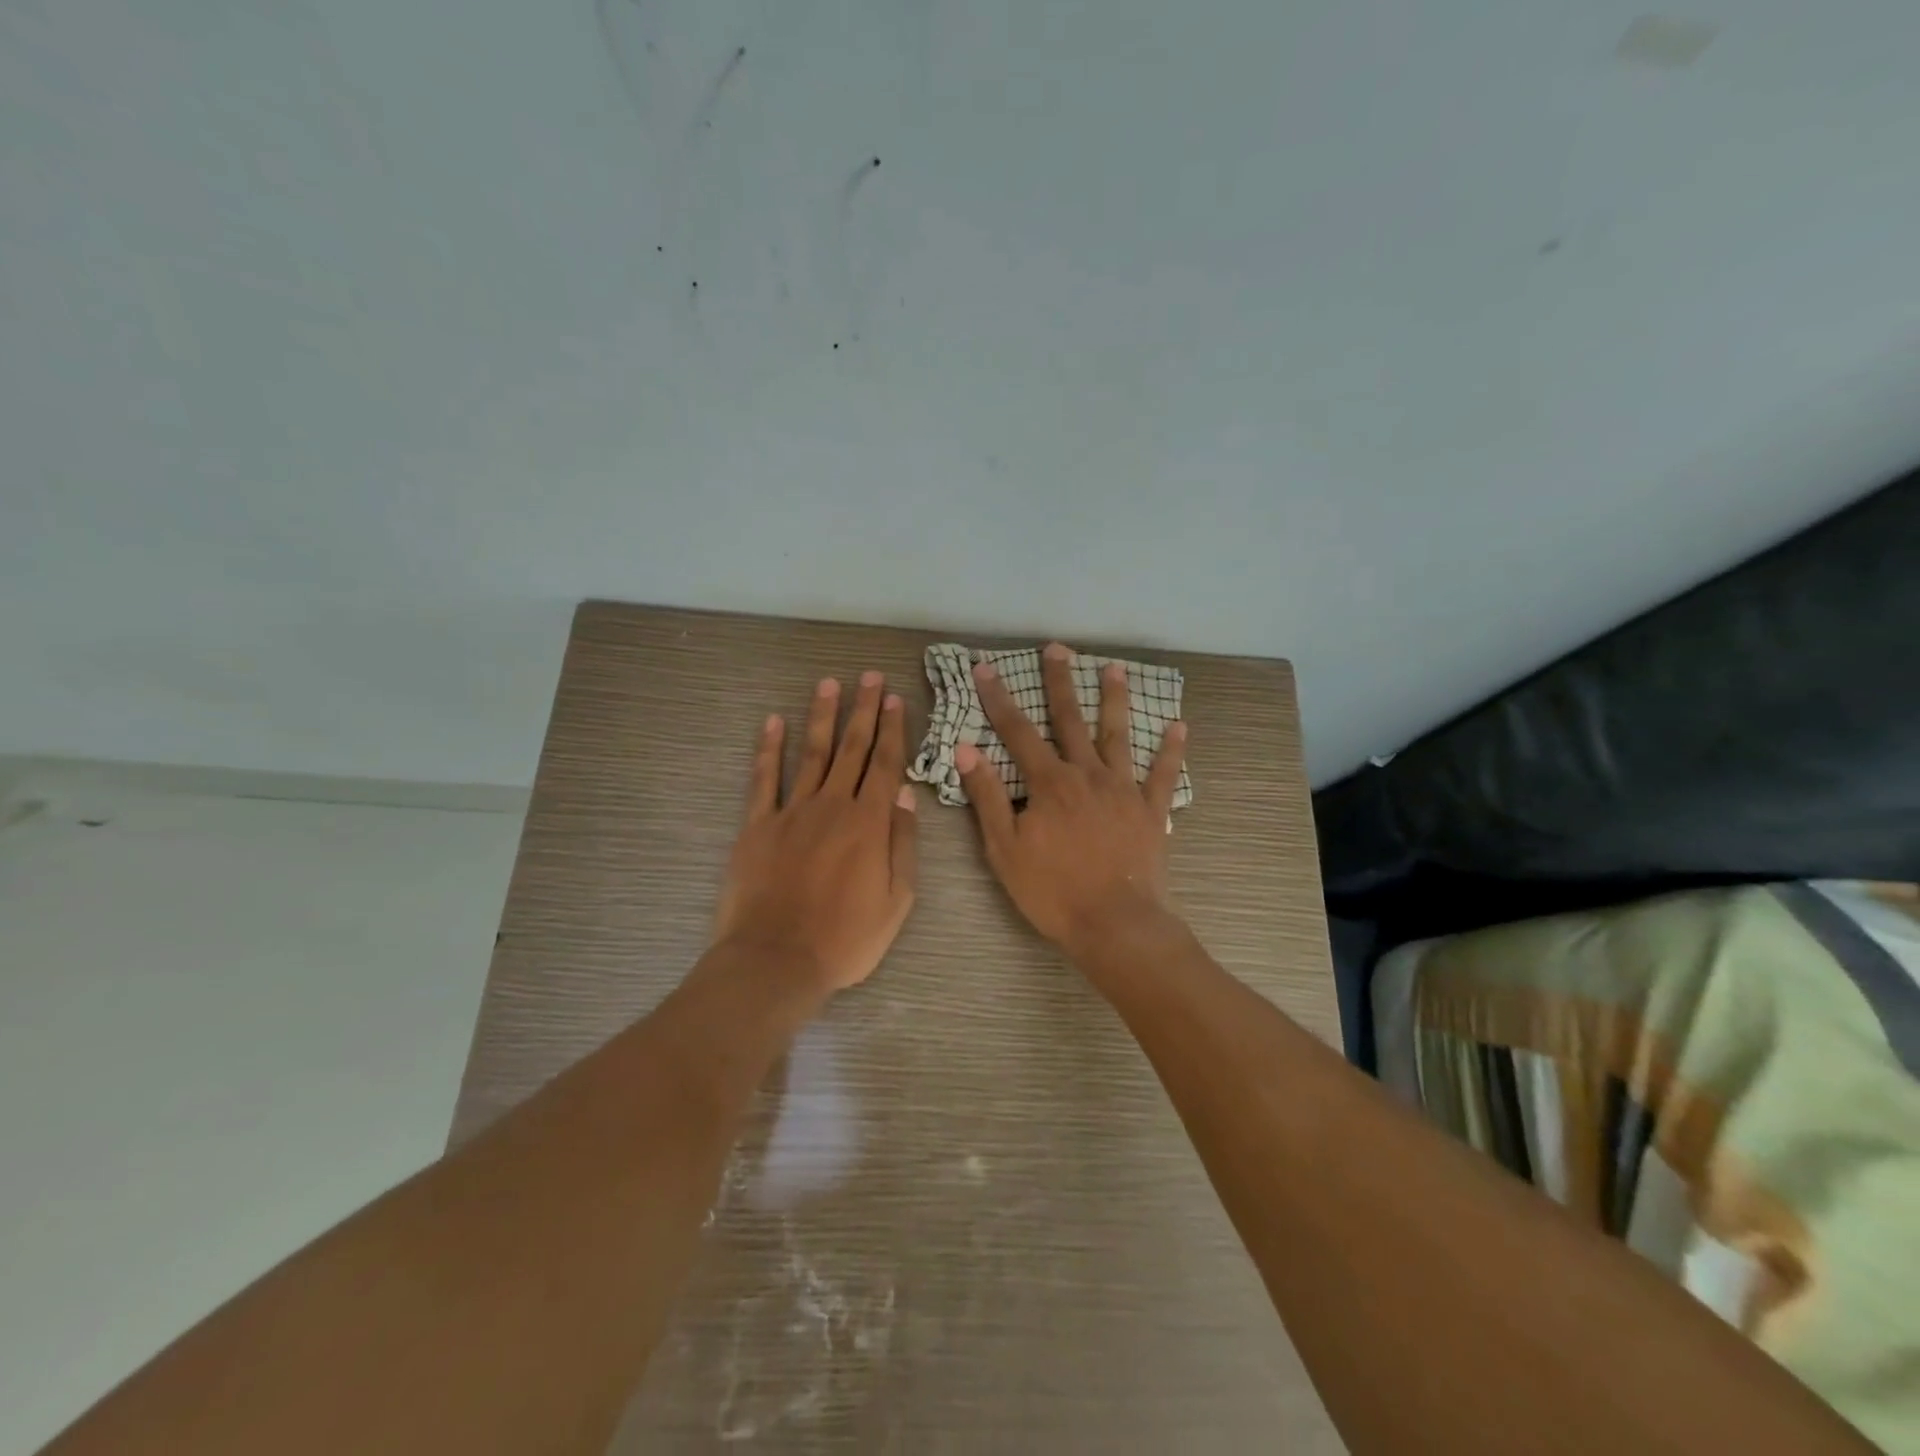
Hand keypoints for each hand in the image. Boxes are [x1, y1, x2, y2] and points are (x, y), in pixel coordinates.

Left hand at [715, 672, 918, 993]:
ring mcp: (791, 812)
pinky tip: (773, 722)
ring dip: (822, 716)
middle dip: (863, 711)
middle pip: (851, 749)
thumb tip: (904, 794)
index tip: (895, 699)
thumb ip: (902, 843)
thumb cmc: (845, 939)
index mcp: (869, 823)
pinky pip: (763, 779)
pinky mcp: (757, 825)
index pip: (885, 765)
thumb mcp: (896, 901)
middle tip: (870, 677)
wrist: (776, 960)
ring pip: (811, 754)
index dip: (892, 730)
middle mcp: (832, 806)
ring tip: (829, 684)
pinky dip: (768, 749)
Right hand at [957, 642, 1186, 956]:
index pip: (1017, 731)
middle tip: (1057, 648)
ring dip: (1115, 700)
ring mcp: (1123, 790)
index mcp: (1049, 783)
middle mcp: (1087, 774)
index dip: (998, 698)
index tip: (985, 667)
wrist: (1114, 924)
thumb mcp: (1004, 848)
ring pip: (1118, 735)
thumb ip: (987, 796)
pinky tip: (1179, 726)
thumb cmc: (1052, 890)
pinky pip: (1163, 775)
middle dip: (1060, 682)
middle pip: (1070, 720)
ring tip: (1115, 668)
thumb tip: (967, 749)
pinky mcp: (1150, 810)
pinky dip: (1171, 750)